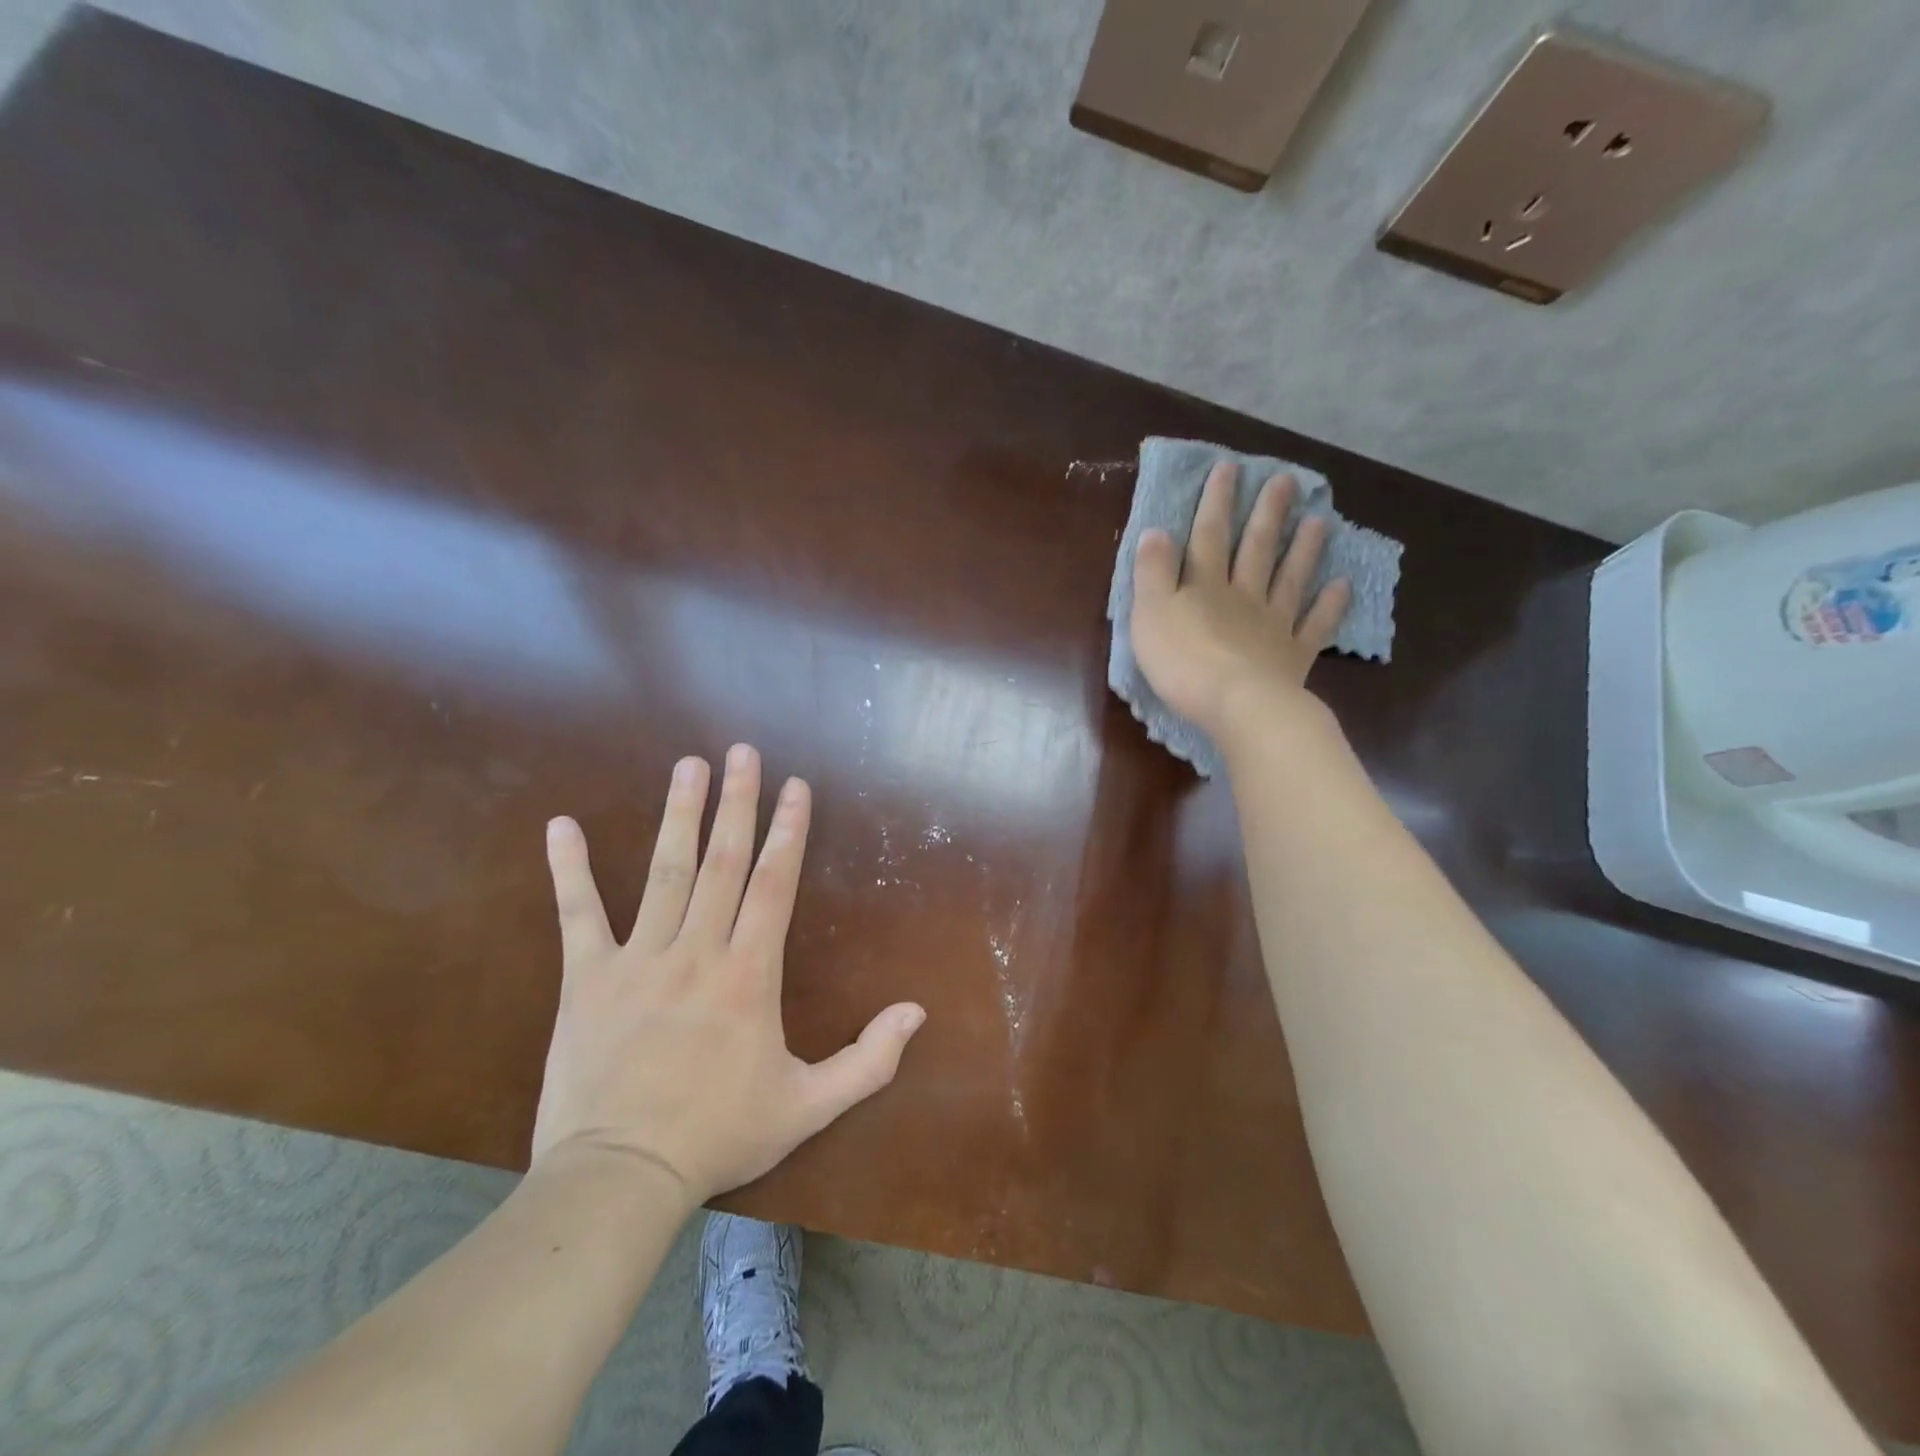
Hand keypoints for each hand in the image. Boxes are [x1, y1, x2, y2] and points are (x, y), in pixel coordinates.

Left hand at [531, 744, 926, 1202]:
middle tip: (743, 751)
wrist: (621, 1179)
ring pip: (664, 872)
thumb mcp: (809, 1106)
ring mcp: (638, 960)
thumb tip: (917, 1012)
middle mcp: (698, 951)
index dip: (788, 831)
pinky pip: (577, 914)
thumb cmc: (720, 1137)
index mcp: (750, 975)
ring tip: (689, 765)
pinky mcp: (585, 979)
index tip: (794, 786)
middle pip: (722, 861)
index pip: (774, 884)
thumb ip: (869, 1060)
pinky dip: (569, 869)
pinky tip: (560, 825)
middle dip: (737, 802)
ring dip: (678, 814)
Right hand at [1130, 462, 1349, 740]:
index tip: (1229, 468)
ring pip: (1289, 579)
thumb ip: (1152, 572)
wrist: (1237, 706)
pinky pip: (1314, 625)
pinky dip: (1329, 605)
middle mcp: (1243, 596)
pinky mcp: (1293, 656)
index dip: (1216, 502)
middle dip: (1267, 514)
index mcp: (1204, 586)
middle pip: (1255, 549)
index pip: (1208, 536)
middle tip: (1287, 481)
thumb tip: (1156, 530)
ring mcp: (1273, 625)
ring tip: (1319, 521)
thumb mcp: (1150, 614)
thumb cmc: (1183, 662)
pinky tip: (1342, 586)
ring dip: (1303, 549)